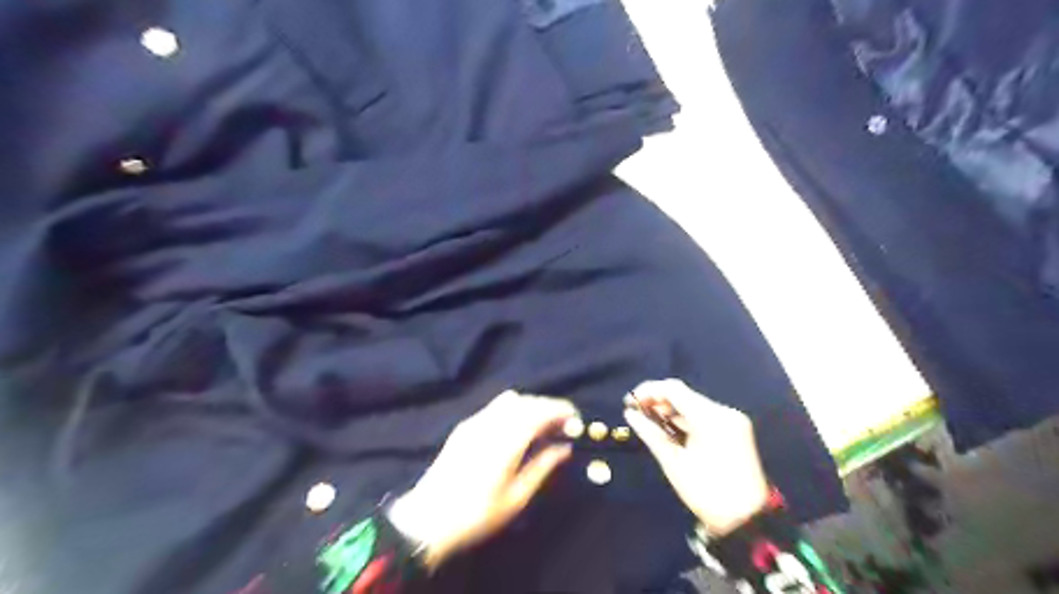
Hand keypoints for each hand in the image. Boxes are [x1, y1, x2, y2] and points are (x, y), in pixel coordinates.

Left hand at [387, 393, 574, 567]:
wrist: (427, 519)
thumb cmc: (477, 514)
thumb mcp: (516, 497)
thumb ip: (542, 467)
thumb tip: (564, 448)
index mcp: (506, 441)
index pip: (538, 412)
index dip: (559, 410)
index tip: (575, 418)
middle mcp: (491, 423)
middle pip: (526, 402)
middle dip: (548, 407)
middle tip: (563, 424)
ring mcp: (475, 422)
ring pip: (509, 401)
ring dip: (530, 406)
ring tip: (542, 425)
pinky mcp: (465, 426)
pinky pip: (495, 407)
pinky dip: (513, 409)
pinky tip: (517, 427)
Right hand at [626, 381, 770, 537]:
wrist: (747, 520)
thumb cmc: (706, 492)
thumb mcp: (673, 462)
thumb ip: (651, 433)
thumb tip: (630, 414)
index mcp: (710, 417)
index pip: (673, 389)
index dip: (649, 391)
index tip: (630, 402)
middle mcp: (724, 412)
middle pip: (684, 395)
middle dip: (659, 401)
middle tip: (637, 413)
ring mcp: (732, 420)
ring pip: (694, 405)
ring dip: (671, 411)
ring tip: (650, 423)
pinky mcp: (735, 430)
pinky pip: (704, 416)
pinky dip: (686, 420)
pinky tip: (671, 430)